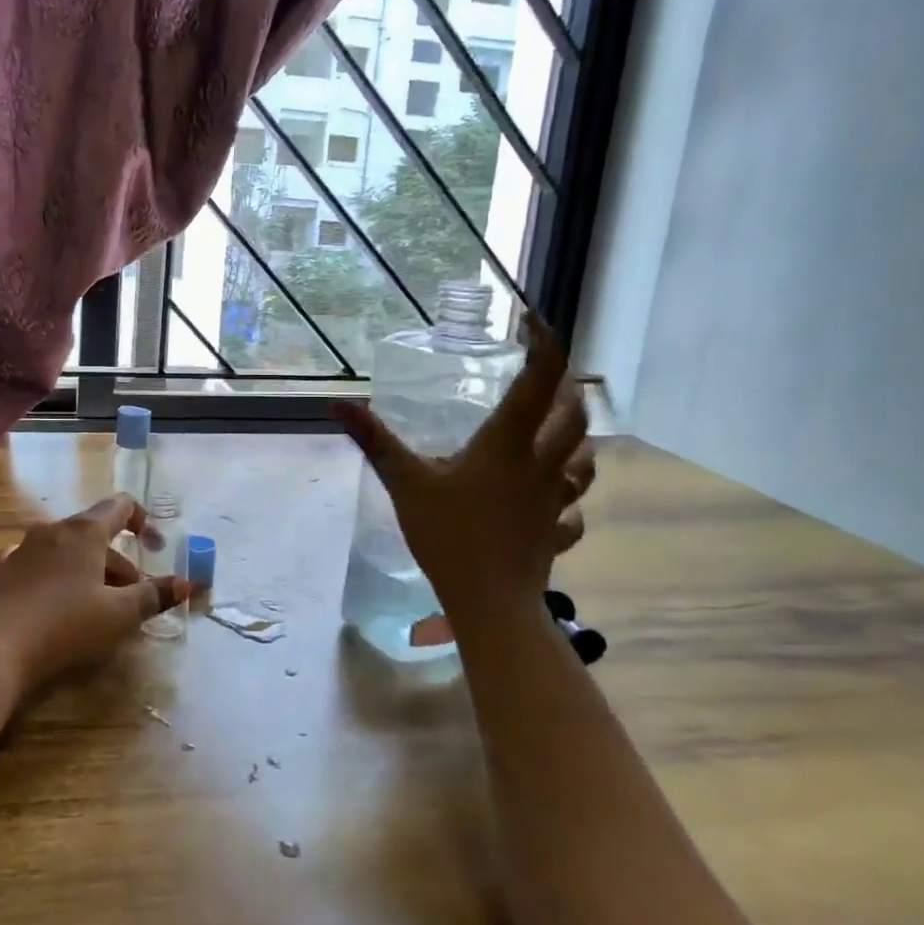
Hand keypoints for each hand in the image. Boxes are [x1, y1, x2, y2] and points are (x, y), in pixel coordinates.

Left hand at [0, 494, 189, 691]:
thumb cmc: (65, 625)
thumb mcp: (119, 615)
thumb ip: (154, 596)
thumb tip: (188, 583)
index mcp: (85, 531)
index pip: (121, 506)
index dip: (143, 521)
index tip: (155, 547)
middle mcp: (53, 530)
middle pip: (95, 534)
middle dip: (118, 563)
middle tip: (131, 599)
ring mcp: (22, 548)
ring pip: (66, 550)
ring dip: (87, 570)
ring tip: (95, 606)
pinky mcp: (0, 572)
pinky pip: (35, 564)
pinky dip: (52, 576)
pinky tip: (50, 600)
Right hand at [334, 317, 594, 639]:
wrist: (490, 603)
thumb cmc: (448, 536)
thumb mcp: (405, 483)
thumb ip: (375, 441)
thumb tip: (339, 404)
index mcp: (507, 444)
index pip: (540, 380)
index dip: (545, 343)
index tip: (532, 321)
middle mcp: (539, 465)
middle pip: (575, 416)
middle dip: (567, 388)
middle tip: (546, 377)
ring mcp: (553, 500)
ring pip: (584, 459)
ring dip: (577, 438)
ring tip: (557, 429)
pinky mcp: (555, 531)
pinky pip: (572, 509)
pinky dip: (566, 498)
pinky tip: (550, 502)